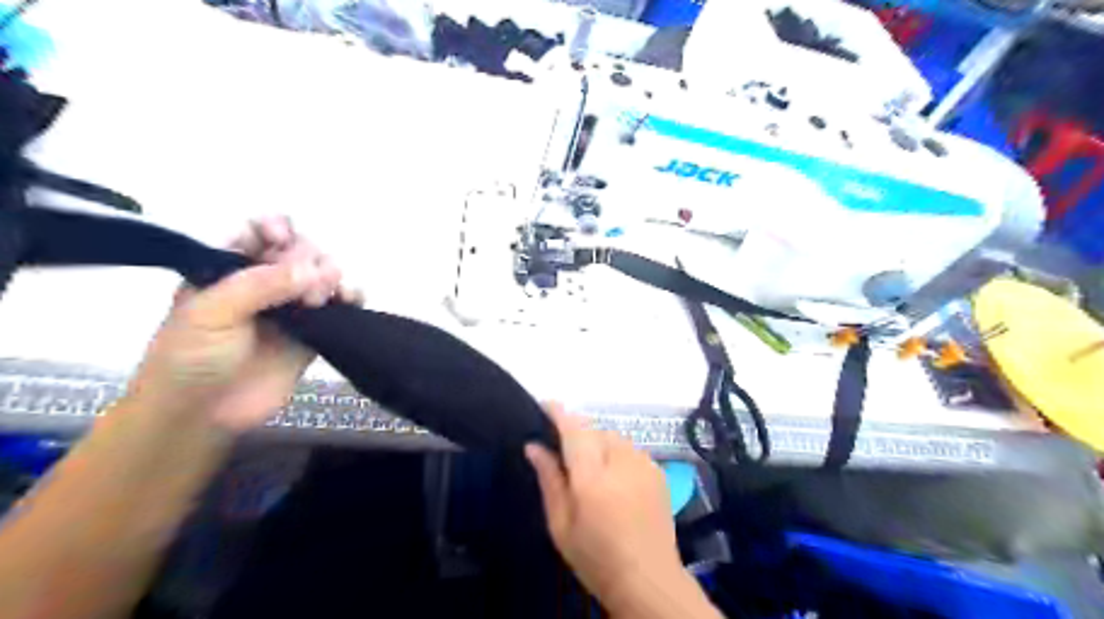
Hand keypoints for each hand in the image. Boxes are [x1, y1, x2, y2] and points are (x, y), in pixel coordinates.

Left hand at [127, 215, 360, 429]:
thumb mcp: (211, 312)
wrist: (202, 415)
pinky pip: (341, 308)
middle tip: (304, 280)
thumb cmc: (190, 358)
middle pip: (297, 252)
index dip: (273, 228)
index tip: (282, 236)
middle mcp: (262, 285)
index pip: (256, 235)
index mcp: (227, 271)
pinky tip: (351, 298)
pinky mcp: (315, 333)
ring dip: (330, 276)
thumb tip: (315, 269)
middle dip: (304, 257)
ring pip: (322, 277)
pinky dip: (351, 297)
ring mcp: (291, 309)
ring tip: (322, 296)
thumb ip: (260, 285)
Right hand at [523, 407, 688, 614]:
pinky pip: (630, 449)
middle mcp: (620, 460)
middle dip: (578, 434)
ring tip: (591, 470)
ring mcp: (643, 463)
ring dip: (598, 444)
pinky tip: (615, 479)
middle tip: (565, 455)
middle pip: (594, 429)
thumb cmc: (596, 557)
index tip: (545, 405)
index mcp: (592, 475)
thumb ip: (548, 479)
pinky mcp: (657, 470)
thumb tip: (533, 446)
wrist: (648, 579)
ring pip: (613, 437)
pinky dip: (617, 454)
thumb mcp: (560, 524)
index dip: (558, 412)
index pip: (573, 428)